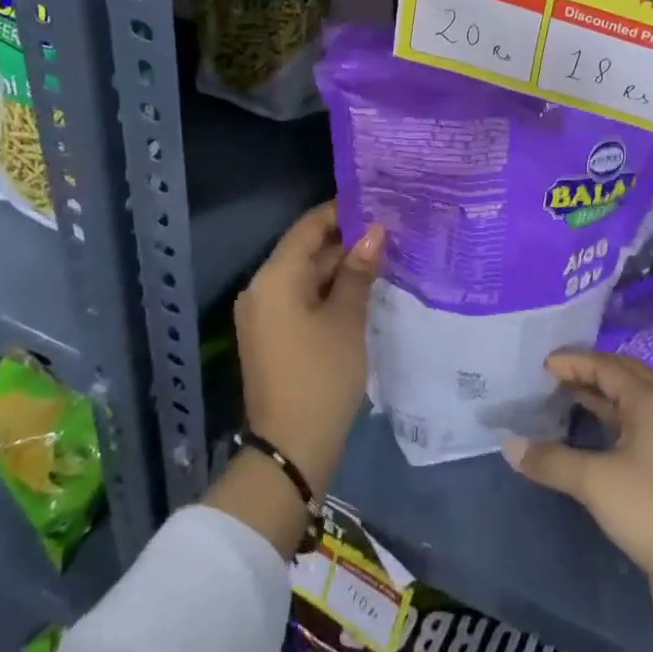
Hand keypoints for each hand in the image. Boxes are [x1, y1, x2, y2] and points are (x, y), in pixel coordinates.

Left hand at [234, 200, 382, 492]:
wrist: (290, 449)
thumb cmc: (321, 376)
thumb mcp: (346, 319)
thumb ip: (359, 271)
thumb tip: (375, 231)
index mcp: (275, 278)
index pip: (308, 227)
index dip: (341, 212)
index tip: (378, 203)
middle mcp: (262, 288)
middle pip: (305, 250)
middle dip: (346, 240)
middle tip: (390, 230)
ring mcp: (264, 314)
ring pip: (305, 275)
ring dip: (340, 266)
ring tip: (384, 254)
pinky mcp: (273, 335)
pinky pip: (300, 297)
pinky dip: (328, 290)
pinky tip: (362, 288)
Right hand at [502, 351, 652, 635]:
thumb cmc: (650, 510)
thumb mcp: (594, 481)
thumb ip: (551, 460)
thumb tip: (509, 445)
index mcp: (649, 404)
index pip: (608, 367)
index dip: (575, 362)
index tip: (542, 364)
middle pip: (624, 377)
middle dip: (591, 371)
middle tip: (556, 374)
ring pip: (628, 404)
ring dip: (599, 396)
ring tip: (564, 397)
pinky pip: (630, 430)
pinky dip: (606, 422)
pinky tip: (585, 436)